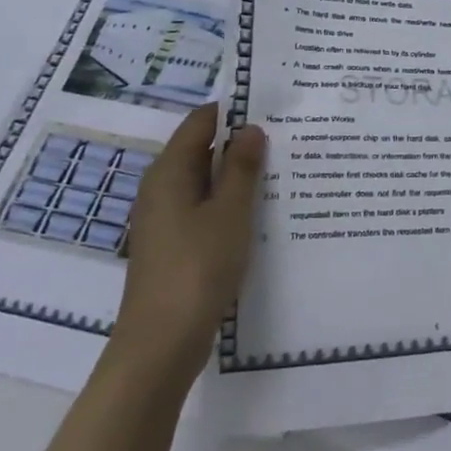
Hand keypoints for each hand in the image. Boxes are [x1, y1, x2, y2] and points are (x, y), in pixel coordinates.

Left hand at [109, 103, 266, 386]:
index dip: (234, 111)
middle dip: (242, 144)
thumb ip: (242, 168)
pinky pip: (205, 208)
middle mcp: (161, 188)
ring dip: (239, 176)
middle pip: (202, 150)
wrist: (162, 341)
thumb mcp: (230, 212)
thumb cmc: (198, 267)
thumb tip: (251, 128)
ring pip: (206, 182)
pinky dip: (230, 203)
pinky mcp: (174, 244)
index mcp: (169, 172)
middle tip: (288, 139)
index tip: (274, 109)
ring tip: (283, 172)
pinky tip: (261, 212)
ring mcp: (166, 218)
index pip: (200, 122)